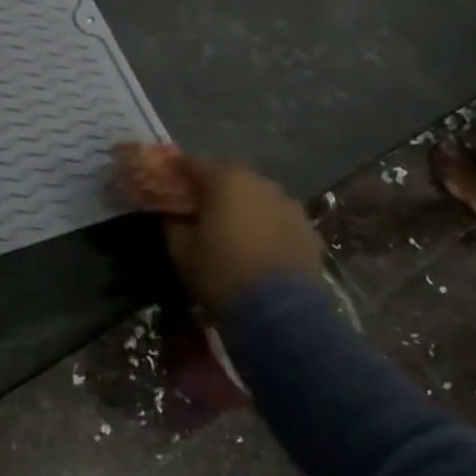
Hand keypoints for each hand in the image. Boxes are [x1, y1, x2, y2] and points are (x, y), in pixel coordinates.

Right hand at [117, 146, 322, 312]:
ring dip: (242, 203)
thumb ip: (173, 225)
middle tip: (199, 205)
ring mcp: (289, 204)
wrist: (280, 312)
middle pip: (229, 174)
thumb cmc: (221, 274)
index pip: (193, 163)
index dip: (177, 171)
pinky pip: (277, 216)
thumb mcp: (182, 251)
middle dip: (213, 185)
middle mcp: (259, 182)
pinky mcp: (308, 227)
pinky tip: (258, 244)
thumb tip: (173, 214)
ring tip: (231, 226)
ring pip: (257, 194)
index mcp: (225, 181)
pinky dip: (265, 223)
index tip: (167, 182)